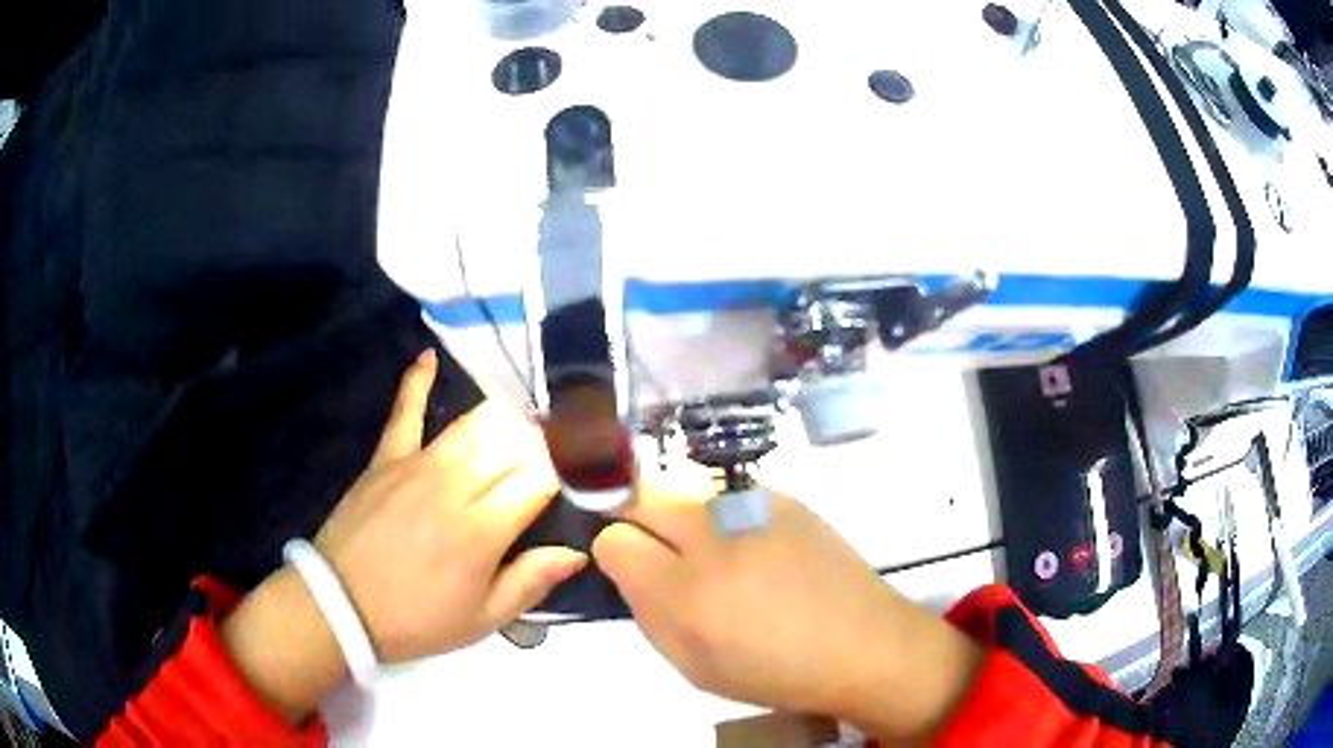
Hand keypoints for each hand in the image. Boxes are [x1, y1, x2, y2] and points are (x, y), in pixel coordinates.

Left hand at [222, 350, 584, 720]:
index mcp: (482, 529)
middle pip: (513, 441)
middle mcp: (454, 485)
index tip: (591, 464)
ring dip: (506, 416)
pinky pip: (403, 411)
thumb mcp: (483, 620)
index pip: (540, 476)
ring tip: (528, 418)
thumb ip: (532, 581)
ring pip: (473, 423)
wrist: (341, 606)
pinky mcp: (386, 458)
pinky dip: (416, 381)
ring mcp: (417, 465)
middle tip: (565, 444)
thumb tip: (577, 552)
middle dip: (546, 439)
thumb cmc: (417, 619)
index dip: (571, 465)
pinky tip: (429, 356)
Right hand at [591, 475, 981, 740]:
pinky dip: (724, 517)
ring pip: (685, 492)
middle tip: (663, 556)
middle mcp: (713, 537)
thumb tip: (630, 569)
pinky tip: (754, 548)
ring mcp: (752, 508)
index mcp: (684, 593)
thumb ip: (648, 613)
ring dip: (683, 519)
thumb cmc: (774, 671)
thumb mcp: (693, 665)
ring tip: (716, 555)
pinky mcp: (784, 497)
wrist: (862, 643)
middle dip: (639, 522)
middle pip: (642, 498)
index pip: (613, 539)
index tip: (632, 570)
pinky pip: (728, 496)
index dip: (616, 554)